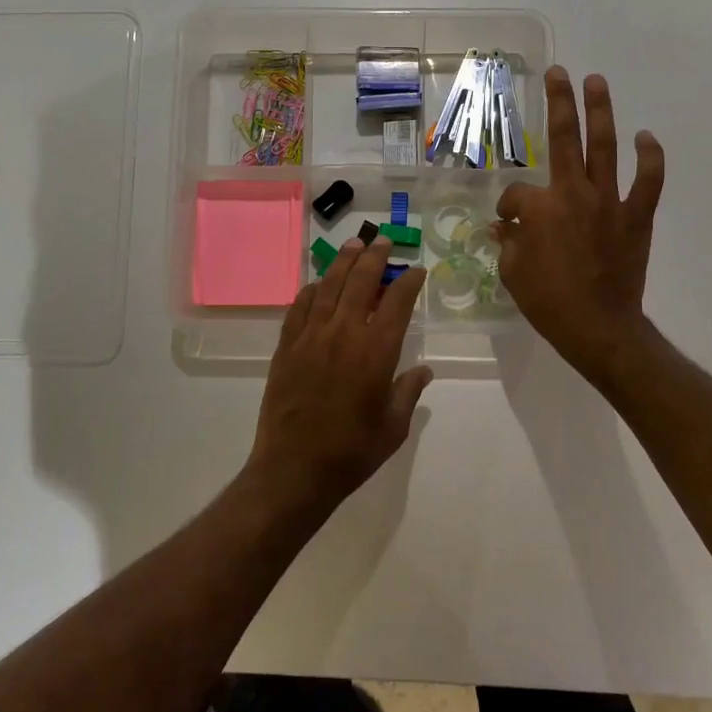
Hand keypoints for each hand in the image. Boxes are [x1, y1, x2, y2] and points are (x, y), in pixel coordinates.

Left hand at [248, 238, 431, 510]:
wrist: (294, 469)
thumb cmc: (351, 452)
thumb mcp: (393, 427)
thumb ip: (408, 392)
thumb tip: (424, 370)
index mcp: (375, 352)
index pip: (396, 303)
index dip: (408, 282)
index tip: (416, 270)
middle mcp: (344, 334)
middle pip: (360, 282)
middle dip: (374, 257)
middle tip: (383, 242)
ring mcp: (311, 337)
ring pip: (328, 287)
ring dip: (343, 263)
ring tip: (353, 245)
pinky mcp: (287, 347)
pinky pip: (299, 308)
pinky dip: (310, 291)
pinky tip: (316, 284)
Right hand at [495, 67, 665, 383]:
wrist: (597, 326)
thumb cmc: (547, 301)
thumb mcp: (511, 271)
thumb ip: (507, 241)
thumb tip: (503, 226)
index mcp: (539, 207)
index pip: (517, 193)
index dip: (508, 207)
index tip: (507, 224)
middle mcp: (574, 193)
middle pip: (565, 138)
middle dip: (560, 102)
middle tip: (558, 73)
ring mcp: (609, 201)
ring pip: (605, 147)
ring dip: (601, 111)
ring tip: (597, 81)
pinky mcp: (636, 216)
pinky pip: (648, 181)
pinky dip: (650, 158)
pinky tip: (646, 136)